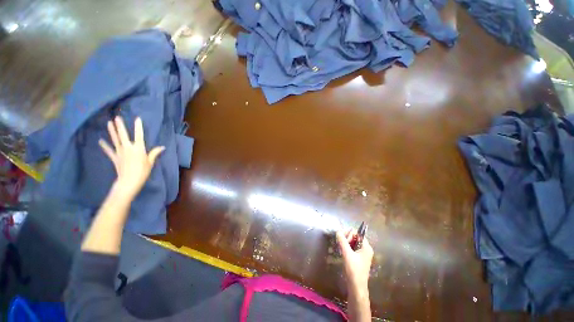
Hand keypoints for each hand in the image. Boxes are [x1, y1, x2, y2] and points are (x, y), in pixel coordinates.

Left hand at [98, 116, 164, 198]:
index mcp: (139, 148)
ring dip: (111, 131)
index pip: (139, 135)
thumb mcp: (151, 162)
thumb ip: (154, 153)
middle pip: (123, 135)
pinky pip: (108, 150)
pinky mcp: (114, 157)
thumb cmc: (143, 171)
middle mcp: (128, 147)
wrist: (129, 181)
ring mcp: (119, 152)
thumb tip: (162, 147)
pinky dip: (104, 146)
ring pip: (115, 139)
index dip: (138, 126)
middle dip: (120, 126)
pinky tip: (100, 141)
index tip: (137, 118)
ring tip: (108, 123)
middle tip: (117, 117)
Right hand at [336, 229, 373, 294]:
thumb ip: (343, 241)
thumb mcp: (347, 254)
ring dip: (345, 243)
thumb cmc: (354, 270)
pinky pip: (352, 248)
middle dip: (347, 238)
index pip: (357, 233)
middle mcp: (365, 249)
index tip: (343, 240)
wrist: (356, 287)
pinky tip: (342, 251)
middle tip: (341, 244)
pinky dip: (346, 247)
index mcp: (366, 247)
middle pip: (355, 236)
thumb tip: (338, 231)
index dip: (349, 234)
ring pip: (352, 242)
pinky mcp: (358, 258)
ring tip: (340, 248)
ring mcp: (362, 254)